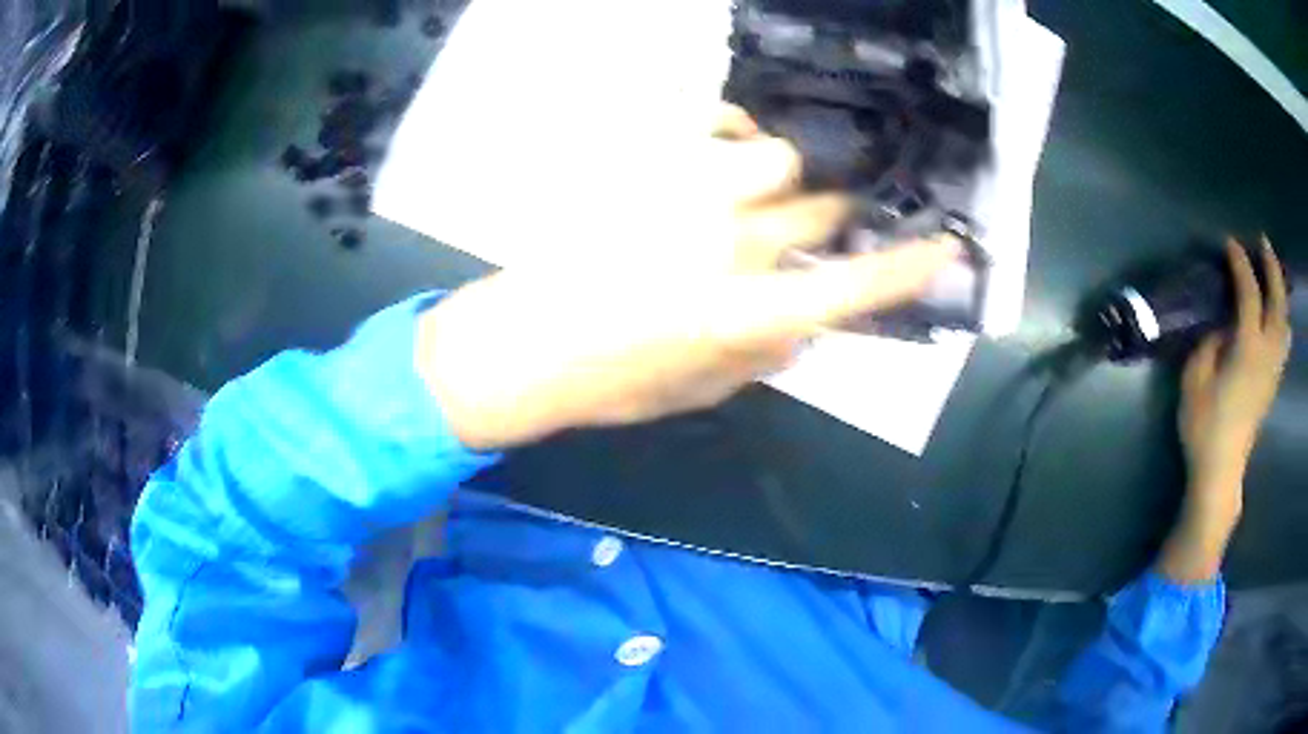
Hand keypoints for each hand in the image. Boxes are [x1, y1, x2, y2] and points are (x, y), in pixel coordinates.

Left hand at [416, 105, 959, 450]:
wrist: (523, 346)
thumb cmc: (611, 384)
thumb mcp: (702, 393)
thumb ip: (766, 359)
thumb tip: (806, 330)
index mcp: (749, 315)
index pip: (854, 286)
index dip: (909, 268)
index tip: (948, 247)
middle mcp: (731, 243)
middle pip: (823, 208)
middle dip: (837, 216)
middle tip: (819, 223)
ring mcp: (684, 193)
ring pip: (777, 156)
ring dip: (783, 178)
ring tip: (761, 190)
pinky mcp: (643, 164)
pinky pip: (711, 117)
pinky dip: (731, 125)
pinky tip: (727, 140)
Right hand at [1161, 236, 1290, 582]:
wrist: (1221, 472)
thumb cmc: (1204, 427)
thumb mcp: (1195, 380)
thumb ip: (1209, 344)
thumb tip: (1222, 327)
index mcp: (1248, 348)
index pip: (1249, 293)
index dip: (1240, 264)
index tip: (1229, 243)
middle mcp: (1267, 354)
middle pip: (1277, 302)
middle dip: (1271, 267)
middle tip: (1263, 242)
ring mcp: (1273, 370)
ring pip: (1285, 321)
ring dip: (1280, 292)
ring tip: (1272, 275)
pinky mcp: (1272, 384)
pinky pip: (1284, 341)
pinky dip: (1282, 318)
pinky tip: (1276, 315)